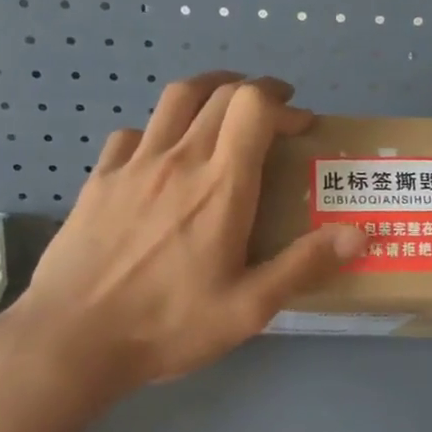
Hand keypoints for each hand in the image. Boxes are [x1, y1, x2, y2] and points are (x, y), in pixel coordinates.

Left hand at [0, 72, 365, 401]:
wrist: (72, 339)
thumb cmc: (168, 325)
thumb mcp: (249, 308)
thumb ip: (304, 265)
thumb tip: (359, 235)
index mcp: (221, 184)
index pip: (254, 105)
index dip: (282, 101)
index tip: (300, 121)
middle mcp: (178, 158)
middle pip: (219, 92)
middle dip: (253, 92)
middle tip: (271, 116)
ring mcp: (133, 164)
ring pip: (174, 99)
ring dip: (207, 91)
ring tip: (222, 111)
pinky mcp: (99, 179)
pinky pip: (134, 133)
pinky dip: (159, 129)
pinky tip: (161, 156)